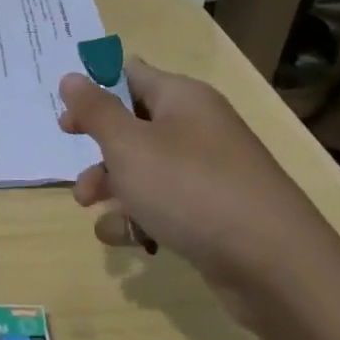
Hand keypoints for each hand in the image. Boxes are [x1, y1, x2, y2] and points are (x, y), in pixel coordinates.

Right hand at [57, 57, 339, 325]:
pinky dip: (140, 218)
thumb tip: (71, 76)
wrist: (273, 264)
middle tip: (76, 173)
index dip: (94, 90)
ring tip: (93, 210)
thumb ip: (95, 110)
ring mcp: (207, 172)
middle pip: (133, 126)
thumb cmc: (189, 189)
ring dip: (112, 189)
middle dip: (99, 152)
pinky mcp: (212, 211)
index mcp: (181, 98)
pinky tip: (130, 240)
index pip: (131, 74)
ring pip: (143, 170)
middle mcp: (196, 128)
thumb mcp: (128, 145)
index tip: (66, 118)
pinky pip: (164, 204)